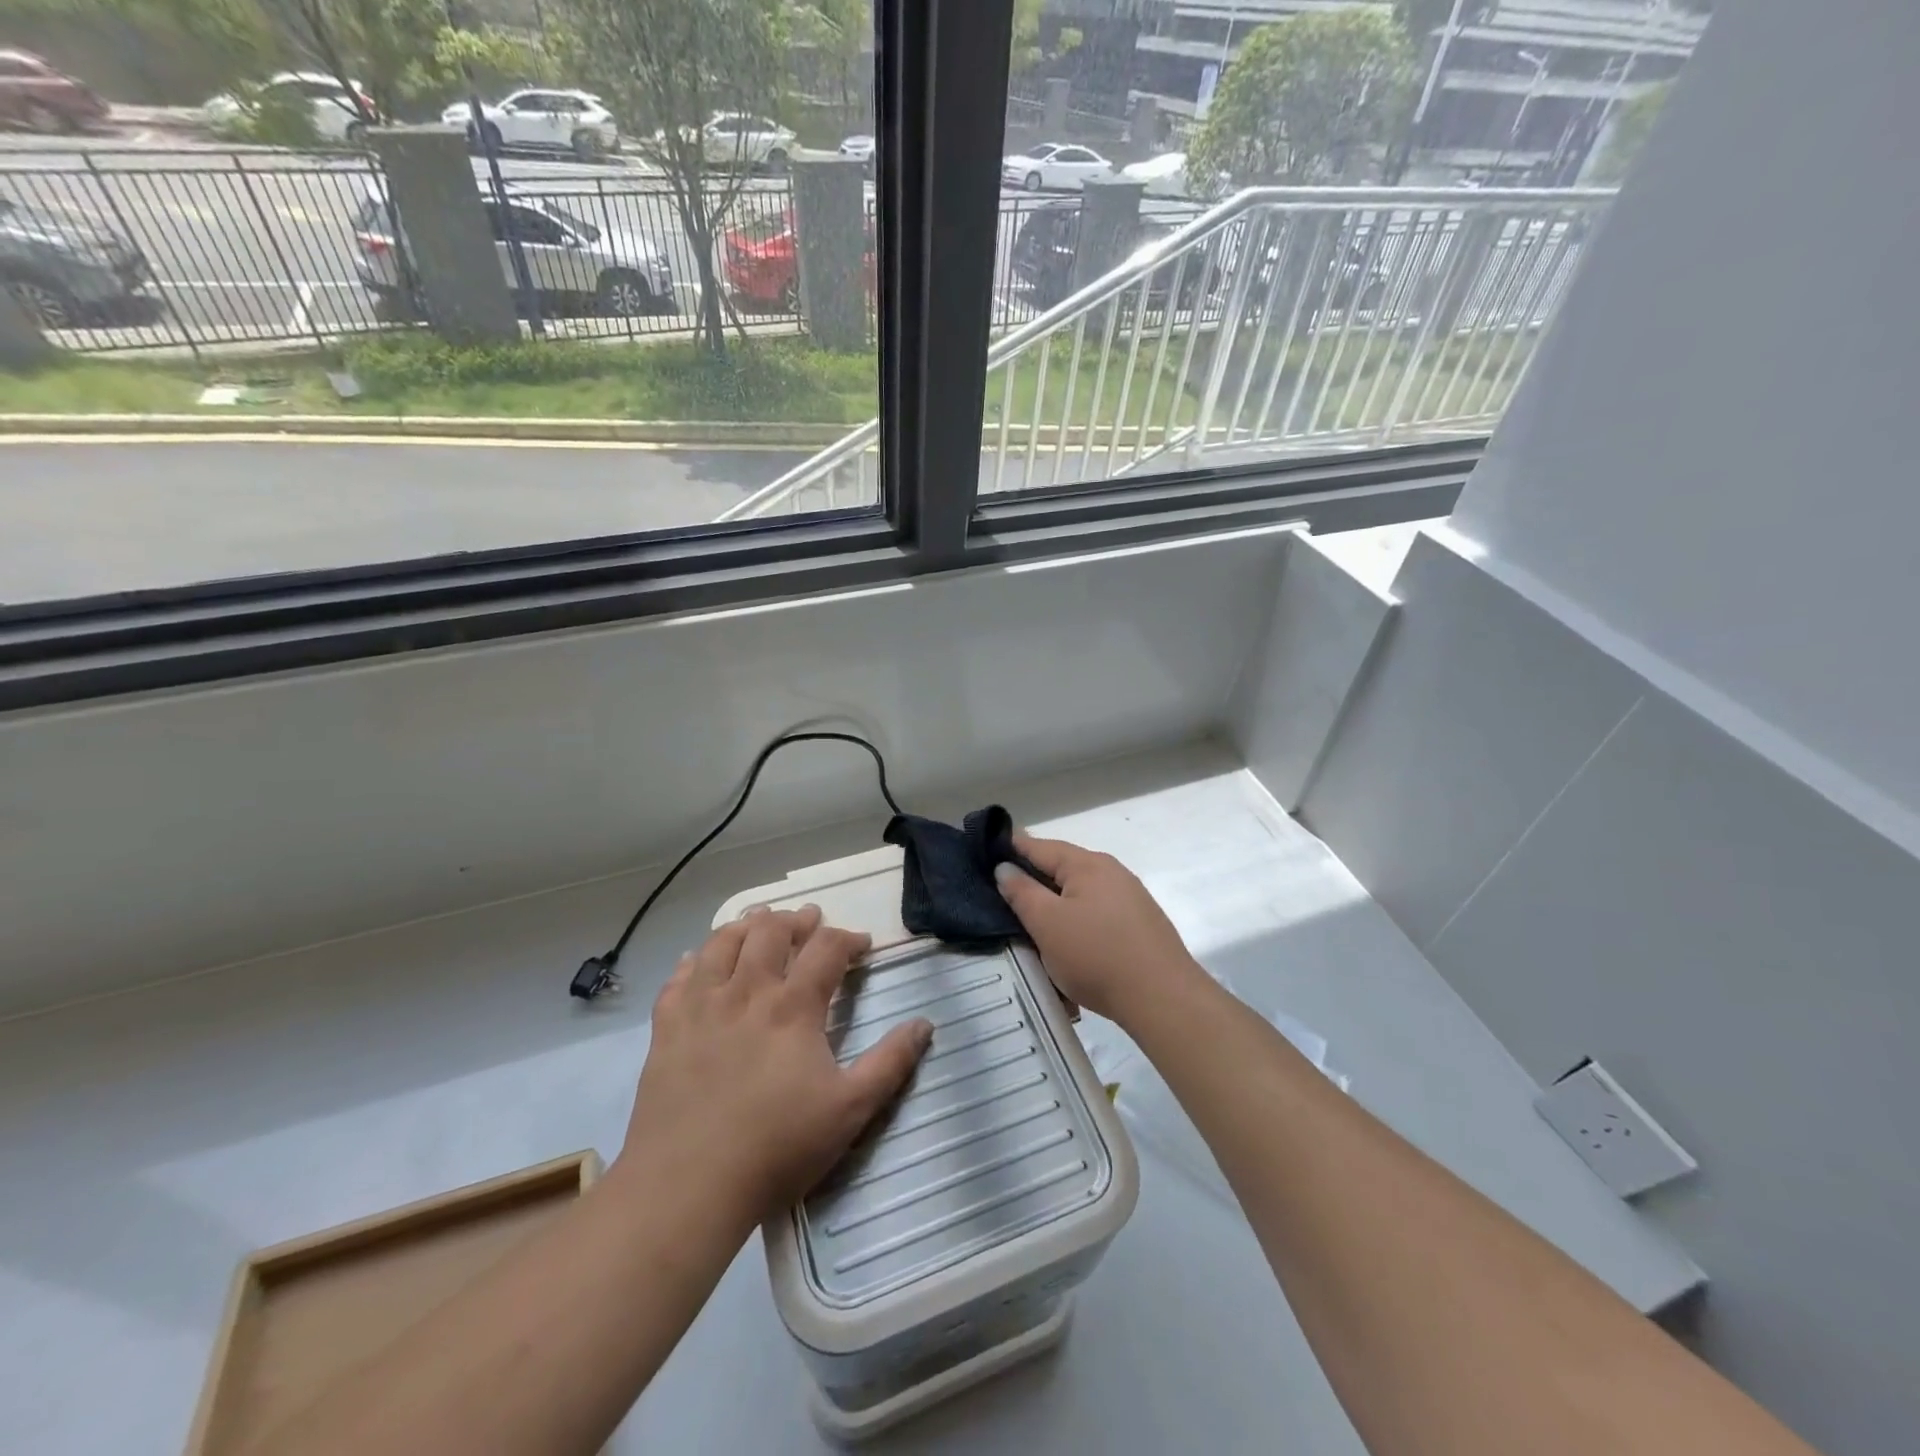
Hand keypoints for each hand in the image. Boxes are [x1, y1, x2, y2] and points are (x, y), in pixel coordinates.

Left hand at [622, 906, 933, 1222]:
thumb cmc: (776, 1148)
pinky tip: (699, 961)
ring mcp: (701, 1007)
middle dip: (795, 919)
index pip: (826, 949)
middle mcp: (747, 992)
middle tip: (809, 920)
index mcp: (793, 1007)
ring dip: (746, 925)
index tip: (862, 944)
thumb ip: (890, 1063)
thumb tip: (924, 1023)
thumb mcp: (850, 1110)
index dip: (848, 938)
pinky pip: (679, 978)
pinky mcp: (666, 1028)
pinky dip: (694, 960)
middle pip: (770, 931)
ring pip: (722, 943)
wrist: (686, 1187)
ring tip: (759, 921)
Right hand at [995, 834, 1205, 1025]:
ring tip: (1030, 917)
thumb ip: (1022, 893)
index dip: (1010, 847)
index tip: (984, 851)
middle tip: (1000, 890)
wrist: (1163, 999)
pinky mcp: (1139, 925)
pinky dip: (1075, 919)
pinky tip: (1067, 938)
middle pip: (1061, 867)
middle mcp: (1111, 872)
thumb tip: (1005, 867)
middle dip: (1032, 877)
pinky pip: (1096, 913)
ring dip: (1054, 902)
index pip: (1039, 846)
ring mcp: (1129, 898)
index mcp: (1087, 864)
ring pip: (1079, 892)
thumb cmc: (1097, 956)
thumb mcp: (1047, 924)